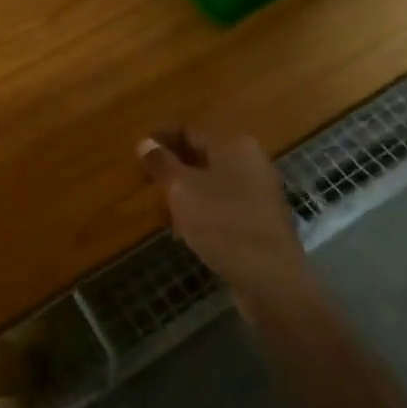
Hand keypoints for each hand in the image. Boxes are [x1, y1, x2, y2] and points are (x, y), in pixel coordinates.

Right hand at [138, 131, 309, 309]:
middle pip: (202, 154)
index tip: (136, 150)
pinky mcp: (260, 220)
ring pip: (212, 181)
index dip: (161, 138)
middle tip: (144, 180)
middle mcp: (250, 160)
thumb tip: (145, 142)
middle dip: (172, 166)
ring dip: (185, 191)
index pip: (189, 130)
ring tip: (160, 208)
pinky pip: (223, 204)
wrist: (270, 278)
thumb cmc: (222, 223)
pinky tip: (184, 229)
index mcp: (233, 144)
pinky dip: (202, 210)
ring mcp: (258, 191)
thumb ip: (161, 163)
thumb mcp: (182, 189)